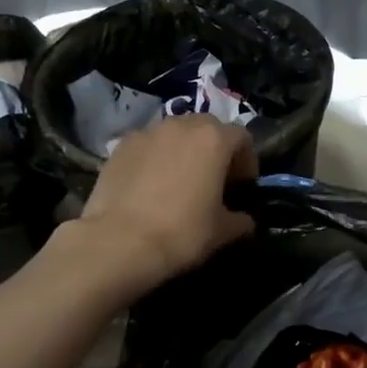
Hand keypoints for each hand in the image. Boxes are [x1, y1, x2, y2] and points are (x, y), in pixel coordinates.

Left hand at [76, 115, 258, 294]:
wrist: (119, 242)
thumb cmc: (181, 233)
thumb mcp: (223, 232)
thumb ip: (241, 219)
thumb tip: (245, 219)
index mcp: (214, 139)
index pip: (242, 138)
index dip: (247, 162)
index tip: (241, 187)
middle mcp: (181, 125)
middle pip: (207, 129)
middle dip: (214, 151)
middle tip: (211, 182)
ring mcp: (147, 132)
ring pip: (175, 134)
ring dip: (183, 152)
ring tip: (178, 182)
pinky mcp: (120, 146)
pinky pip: (147, 146)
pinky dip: (154, 159)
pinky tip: (149, 187)